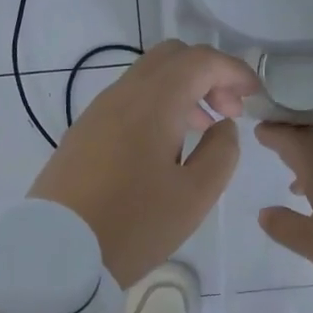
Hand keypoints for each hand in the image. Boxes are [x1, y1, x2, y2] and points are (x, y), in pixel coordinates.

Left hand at [30, 40, 258, 286]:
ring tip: (201, 132)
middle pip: (170, 58)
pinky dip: (155, 108)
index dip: (234, 70)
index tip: (254, 98)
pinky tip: (164, 149)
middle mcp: (120, 95)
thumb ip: (222, 152)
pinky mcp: (81, 135)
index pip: (200, 60)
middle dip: (207, 74)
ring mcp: (95, 113)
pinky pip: (126, 103)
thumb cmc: (134, 226)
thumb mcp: (195, 196)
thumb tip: (223, 126)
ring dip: (181, 92)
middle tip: (228, 112)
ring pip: (146, 79)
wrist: (57, 254)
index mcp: (152, 103)